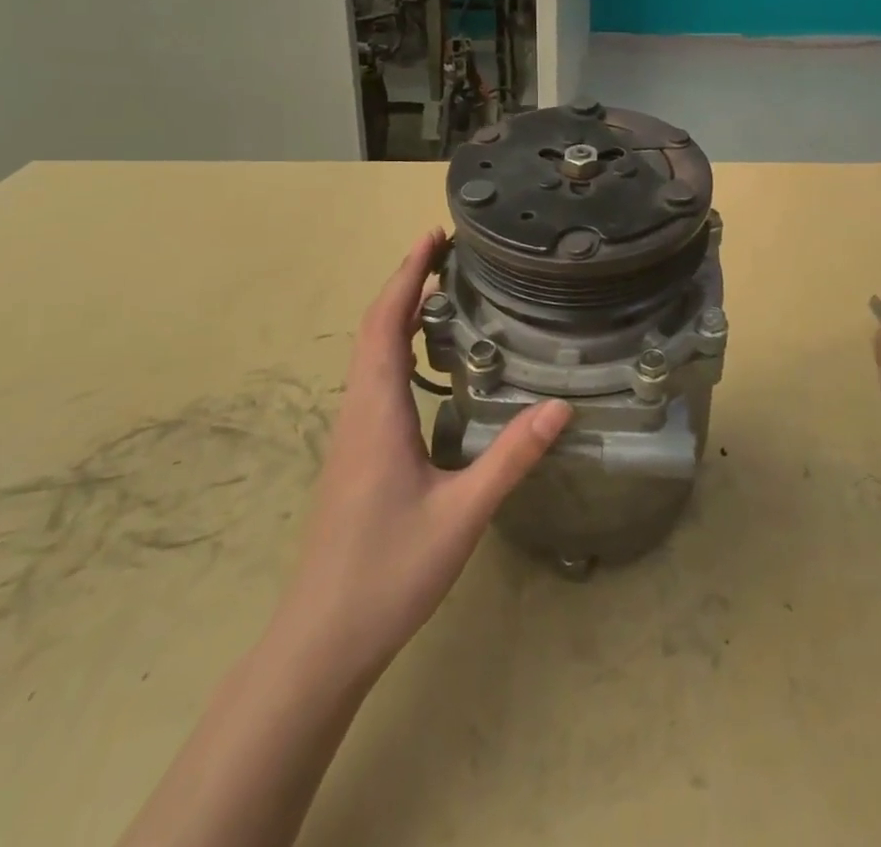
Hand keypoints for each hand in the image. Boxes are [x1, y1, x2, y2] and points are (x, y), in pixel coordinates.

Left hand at [272, 229, 571, 685]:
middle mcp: (358, 411)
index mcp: (376, 411)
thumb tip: (560, 406)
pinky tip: (431, 364)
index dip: (406, 275)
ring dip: (401, 314)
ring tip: (444, 293)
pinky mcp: (356, 454)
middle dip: (406, 284)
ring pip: (371, 355)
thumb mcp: (460, 515)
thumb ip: (510, 458)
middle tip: (448, 253)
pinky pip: (376, 380)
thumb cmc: (386, 574)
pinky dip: (399, 348)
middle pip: (375, 329)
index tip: (432, 236)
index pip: (385, 324)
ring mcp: (353, 434)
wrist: (320, 643)